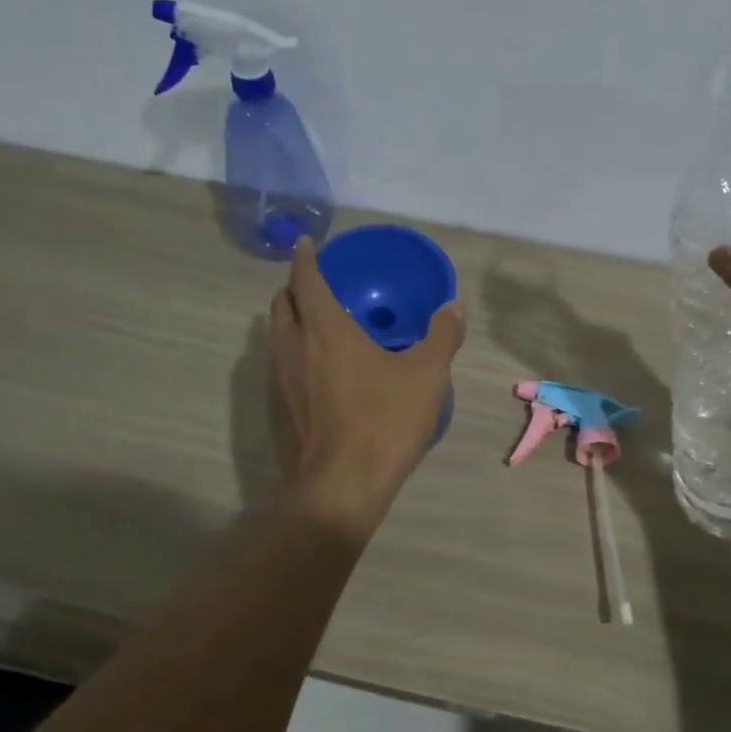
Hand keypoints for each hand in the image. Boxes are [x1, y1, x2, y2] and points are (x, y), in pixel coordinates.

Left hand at [268, 237, 466, 537]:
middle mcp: (293, 348)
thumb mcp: (427, 376)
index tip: (305, 244)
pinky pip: (279, 366)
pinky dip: (292, 353)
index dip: (305, 258)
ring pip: (276, 337)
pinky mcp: (278, 411)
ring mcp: (280, 382)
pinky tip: (317, 372)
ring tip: (315, 324)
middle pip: (281, 305)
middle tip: (315, 285)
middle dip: (293, 288)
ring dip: (290, 321)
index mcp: (325, 330)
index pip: (306, 280)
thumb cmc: (384, 421)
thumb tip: (454, 306)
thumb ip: (442, 335)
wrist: (341, 488)